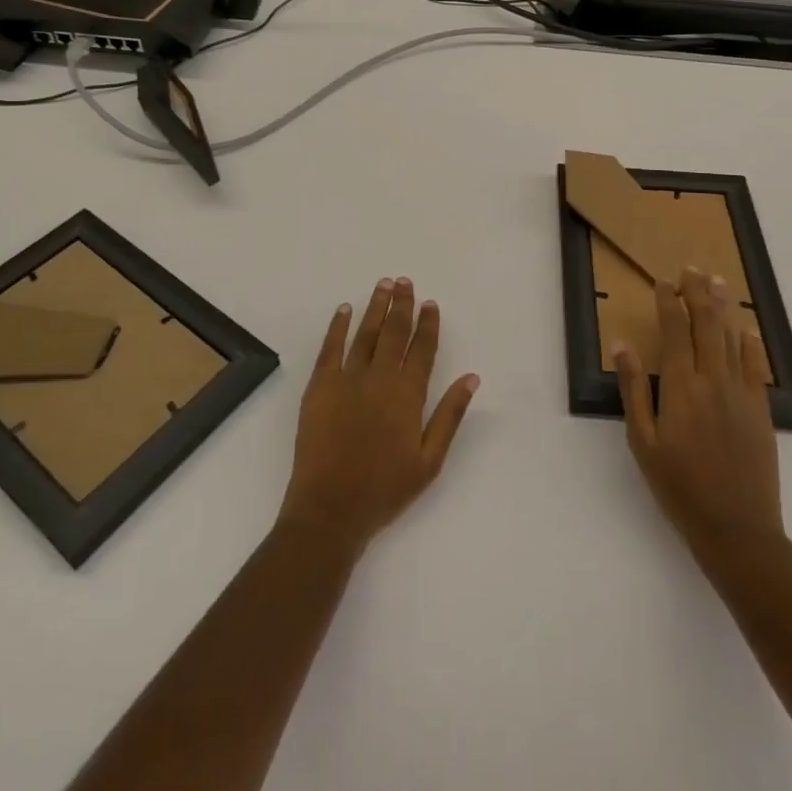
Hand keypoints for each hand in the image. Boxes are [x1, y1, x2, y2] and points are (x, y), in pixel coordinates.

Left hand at [277, 277, 479, 555]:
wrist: (330, 509)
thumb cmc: (385, 489)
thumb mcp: (430, 461)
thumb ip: (450, 415)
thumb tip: (471, 377)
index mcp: (408, 395)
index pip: (422, 349)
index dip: (428, 324)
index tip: (431, 303)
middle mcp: (380, 378)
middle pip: (394, 332)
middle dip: (401, 304)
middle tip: (404, 281)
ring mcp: (347, 379)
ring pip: (365, 333)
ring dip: (375, 307)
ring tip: (382, 284)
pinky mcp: (320, 386)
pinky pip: (330, 347)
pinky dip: (338, 326)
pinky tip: (344, 309)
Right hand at [614, 268, 785, 575]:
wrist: (737, 529)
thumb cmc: (679, 487)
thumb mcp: (643, 441)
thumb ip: (633, 390)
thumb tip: (622, 345)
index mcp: (681, 386)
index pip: (675, 329)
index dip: (668, 301)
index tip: (663, 282)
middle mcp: (713, 379)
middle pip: (706, 324)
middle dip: (697, 292)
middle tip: (691, 269)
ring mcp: (742, 392)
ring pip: (732, 337)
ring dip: (723, 307)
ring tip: (717, 282)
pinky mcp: (761, 409)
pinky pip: (757, 365)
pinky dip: (750, 343)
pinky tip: (746, 329)